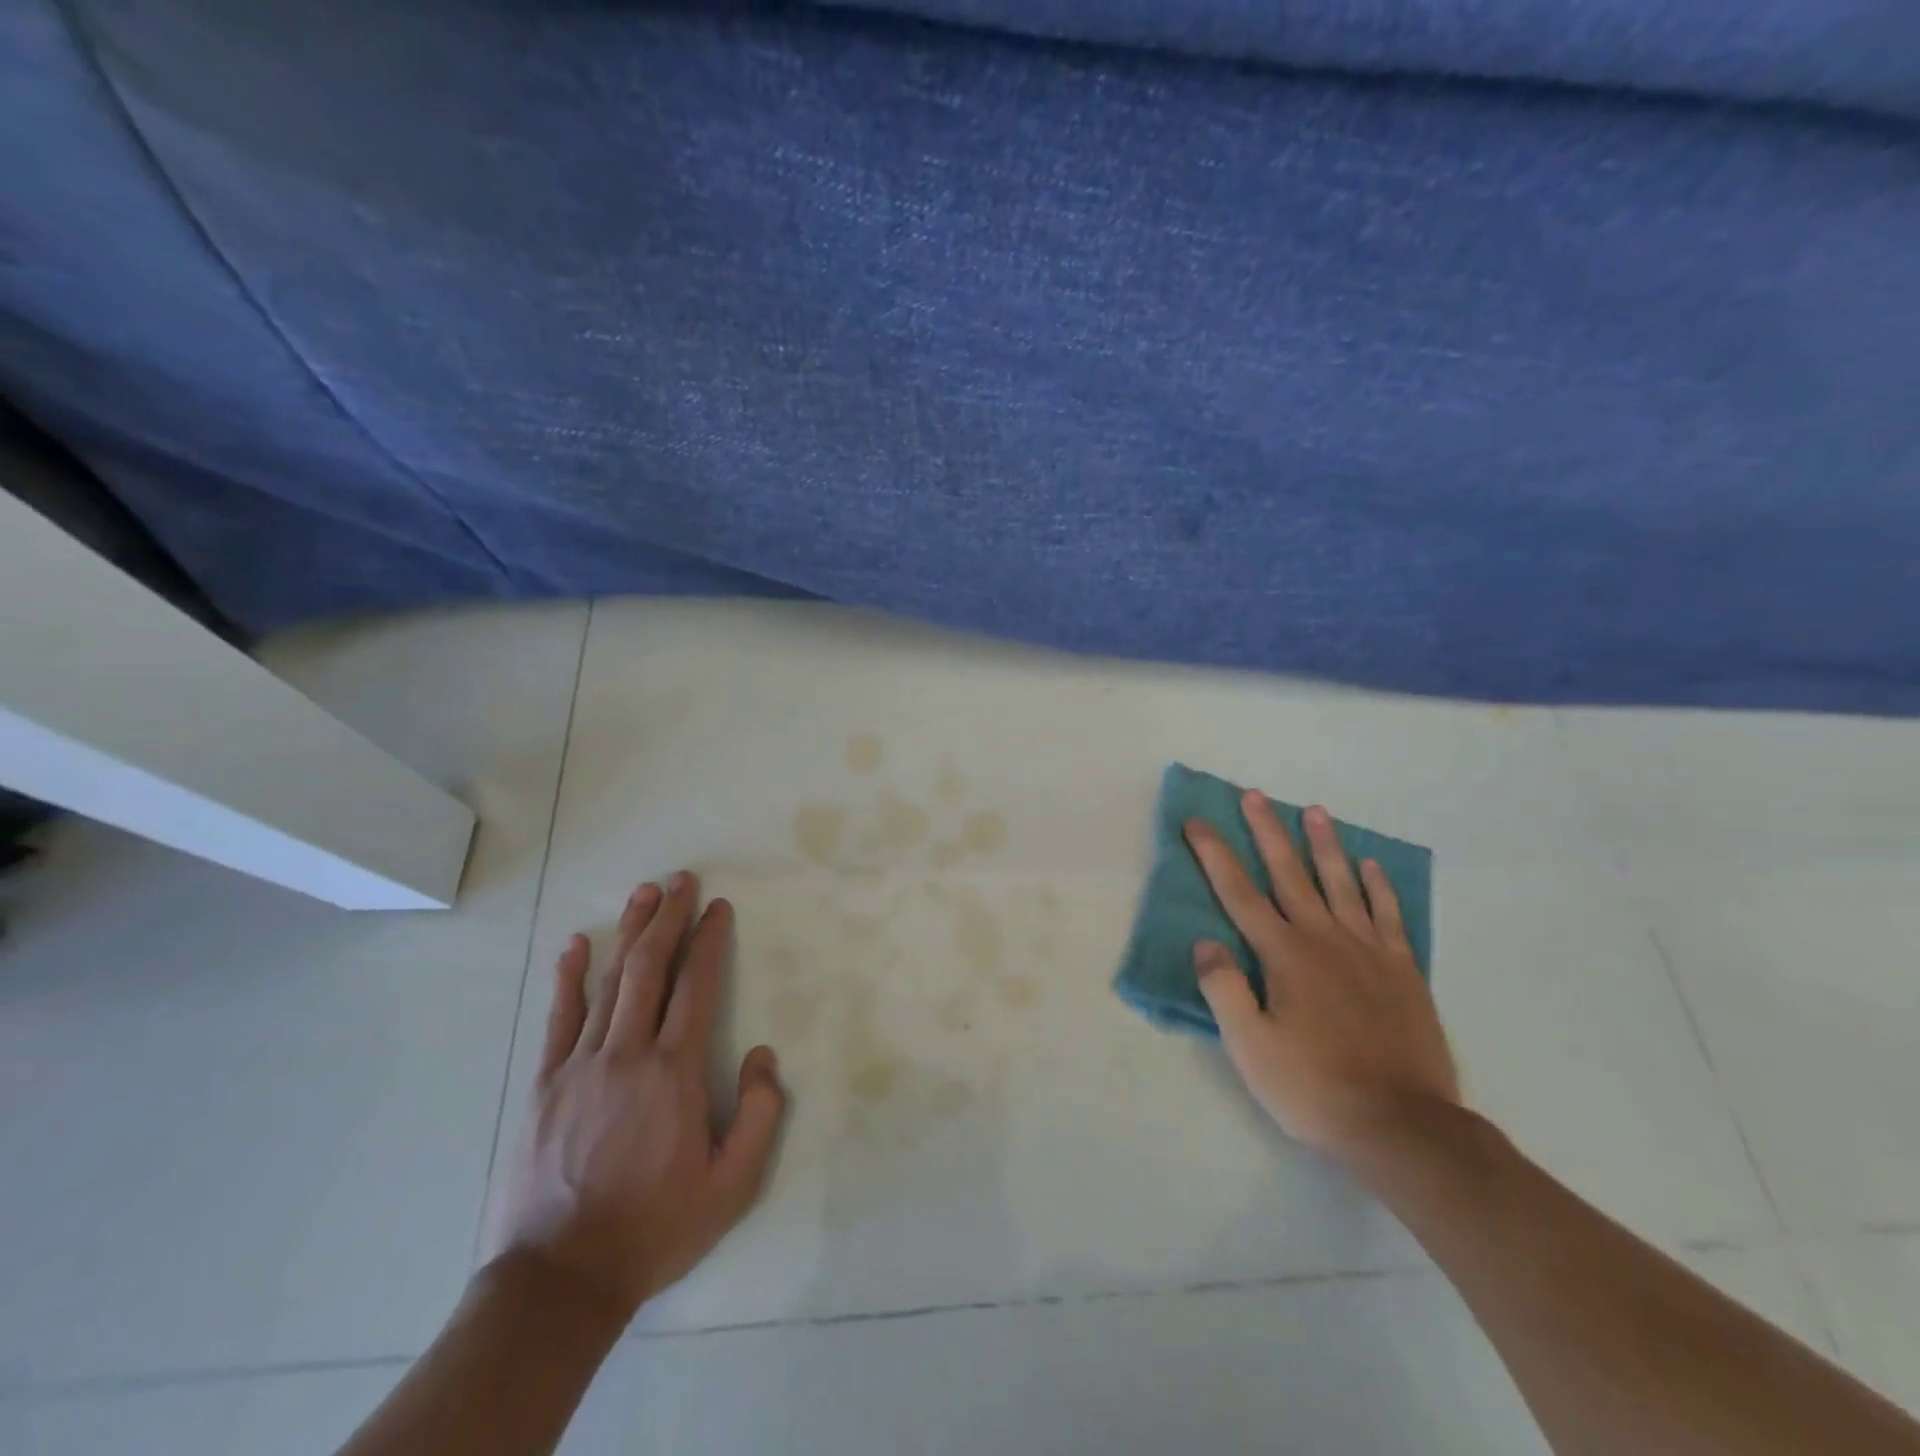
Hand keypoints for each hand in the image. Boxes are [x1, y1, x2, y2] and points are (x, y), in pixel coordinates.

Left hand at [485, 872, 786, 1323]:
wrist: (559, 1281)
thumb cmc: (654, 1229)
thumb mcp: (731, 1186)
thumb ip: (760, 1116)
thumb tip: (764, 1056)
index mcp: (674, 1073)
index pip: (696, 988)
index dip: (709, 941)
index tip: (718, 908)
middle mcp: (627, 1054)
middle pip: (650, 968)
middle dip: (669, 918)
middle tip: (682, 880)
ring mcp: (579, 1065)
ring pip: (608, 982)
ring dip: (629, 932)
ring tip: (644, 893)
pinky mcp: (543, 1085)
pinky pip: (558, 1018)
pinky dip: (568, 977)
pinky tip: (576, 944)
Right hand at [1185, 794, 1459, 1161]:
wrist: (1403, 1126)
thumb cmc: (1314, 1087)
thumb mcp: (1250, 1047)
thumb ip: (1224, 989)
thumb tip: (1205, 942)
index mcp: (1283, 955)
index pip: (1238, 893)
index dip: (1213, 855)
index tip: (1196, 822)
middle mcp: (1323, 939)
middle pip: (1289, 873)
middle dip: (1268, 831)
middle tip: (1255, 795)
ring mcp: (1368, 950)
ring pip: (1341, 883)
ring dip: (1324, 845)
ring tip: (1316, 811)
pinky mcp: (1402, 970)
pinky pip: (1388, 915)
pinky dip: (1378, 886)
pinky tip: (1370, 865)